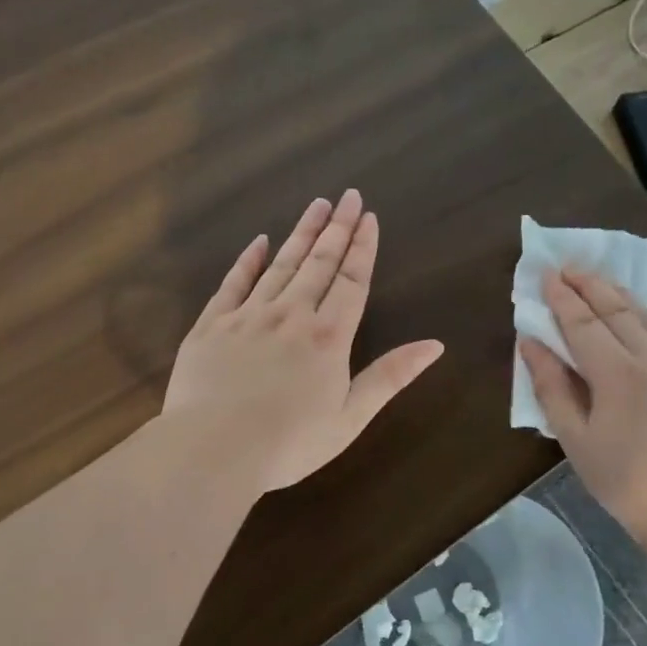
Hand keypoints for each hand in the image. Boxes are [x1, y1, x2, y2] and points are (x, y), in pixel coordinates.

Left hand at [163, 190, 445, 492]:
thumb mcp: (350, 418)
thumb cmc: (288, 443)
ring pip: (280, 264)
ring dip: (301, 234)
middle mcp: (291, 315)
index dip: (363, 248)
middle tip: (347, 195)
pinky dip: (248, 260)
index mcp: (328, 337)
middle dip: (336, 227)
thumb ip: (390, 377)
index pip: (352, 281)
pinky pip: (233, 283)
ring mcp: (248, 316)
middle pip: (319, 263)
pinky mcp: (211, 325)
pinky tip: (258, 241)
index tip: (369, 217)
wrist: (212, 450)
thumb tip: (435, 345)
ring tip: (316, 206)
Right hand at [519, 269, 646, 540]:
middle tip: (566, 267)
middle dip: (588, 285)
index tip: (545, 275)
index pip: (583, 324)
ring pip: (644, 315)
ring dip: (616, 292)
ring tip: (594, 278)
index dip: (561, 298)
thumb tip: (531, 343)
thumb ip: (551, 387)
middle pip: (615, 310)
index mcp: (617, 375)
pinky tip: (633, 310)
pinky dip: (642, 312)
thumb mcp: (574, 439)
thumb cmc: (622, 481)